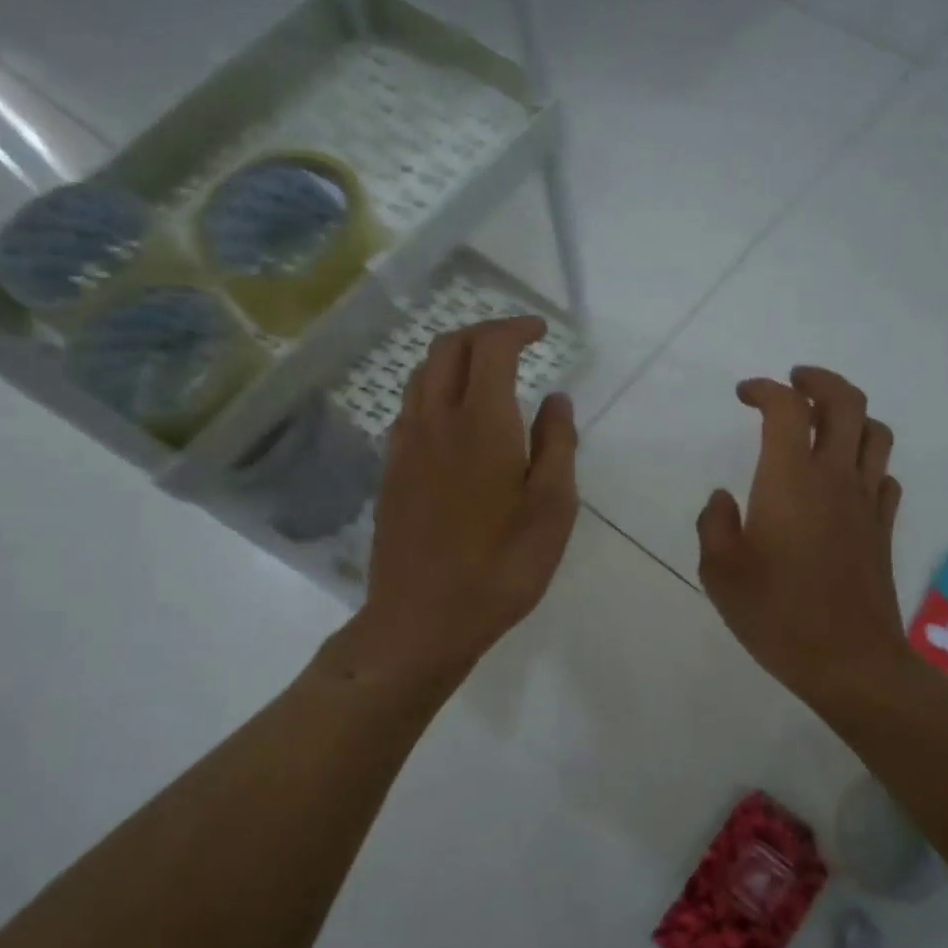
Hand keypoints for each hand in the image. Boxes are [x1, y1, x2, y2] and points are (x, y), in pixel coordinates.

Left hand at [360, 316, 578, 676]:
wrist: (423, 618)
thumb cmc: (501, 567)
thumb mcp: (553, 509)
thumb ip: (557, 445)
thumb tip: (556, 399)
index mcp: (481, 423)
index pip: (491, 347)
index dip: (516, 328)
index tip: (542, 331)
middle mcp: (435, 420)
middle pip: (448, 348)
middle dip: (482, 332)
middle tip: (516, 342)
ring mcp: (405, 445)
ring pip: (421, 375)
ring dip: (454, 358)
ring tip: (486, 373)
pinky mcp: (390, 471)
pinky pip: (410, 409)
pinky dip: (434, 391)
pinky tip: (454, 419)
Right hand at [696, 367, 908, 708]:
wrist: (848, 661)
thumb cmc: (776, 614)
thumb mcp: (720, 571)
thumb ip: (715, 524)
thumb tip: (724, 498)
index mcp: (790, 479)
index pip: (786, 408)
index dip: (765, 389)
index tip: (743, 394)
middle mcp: (835, 477)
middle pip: (846, 402)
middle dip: (819, 381)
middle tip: (794, 383)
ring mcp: (867, 502)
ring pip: (875, 433)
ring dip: (850, 415)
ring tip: (824, 422)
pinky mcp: (883, 529)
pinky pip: (884, 476)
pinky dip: (868, 462)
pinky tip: (848, 479)